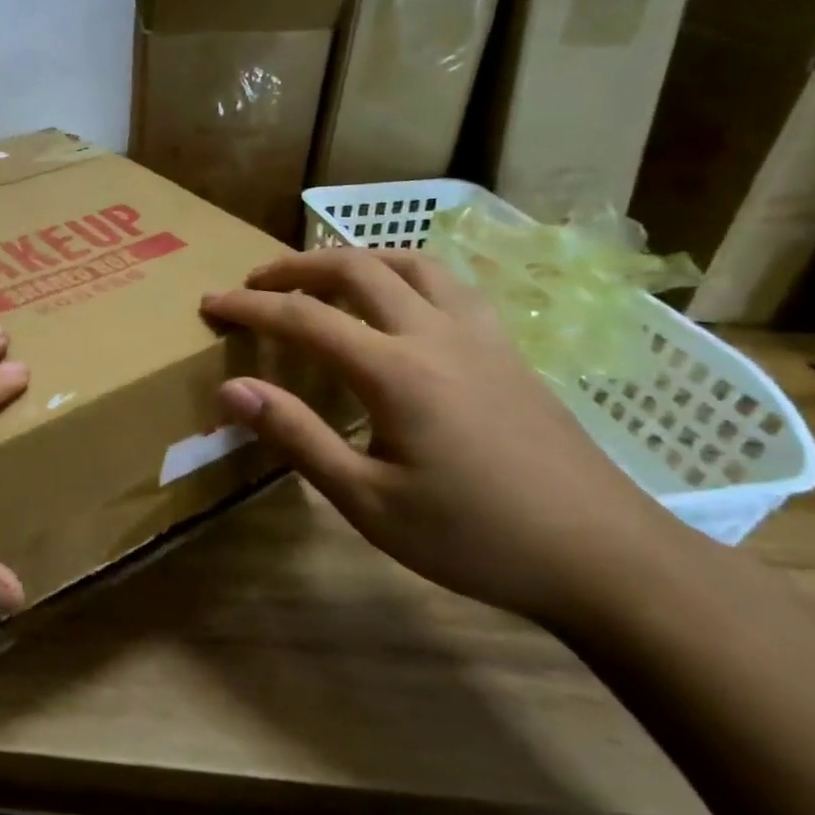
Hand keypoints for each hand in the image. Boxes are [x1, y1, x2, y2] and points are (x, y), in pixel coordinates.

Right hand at [201, 248, 675, 624]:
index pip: (304, 318)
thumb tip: (231, 389)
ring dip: (355, 258)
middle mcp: (436, 334)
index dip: (249, 307)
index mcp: (396, 372)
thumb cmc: (475, 537)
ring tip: (322, 276)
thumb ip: (297, 437)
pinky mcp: (509, 350)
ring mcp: (480, 336)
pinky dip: (405, 273)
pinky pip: (450, 284)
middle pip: (356, 268)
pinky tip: (399, 300)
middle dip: (296, 266)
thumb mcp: (368, 502)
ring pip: (410, 263)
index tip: (210, 303)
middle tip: (255, 281)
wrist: (604, 557)